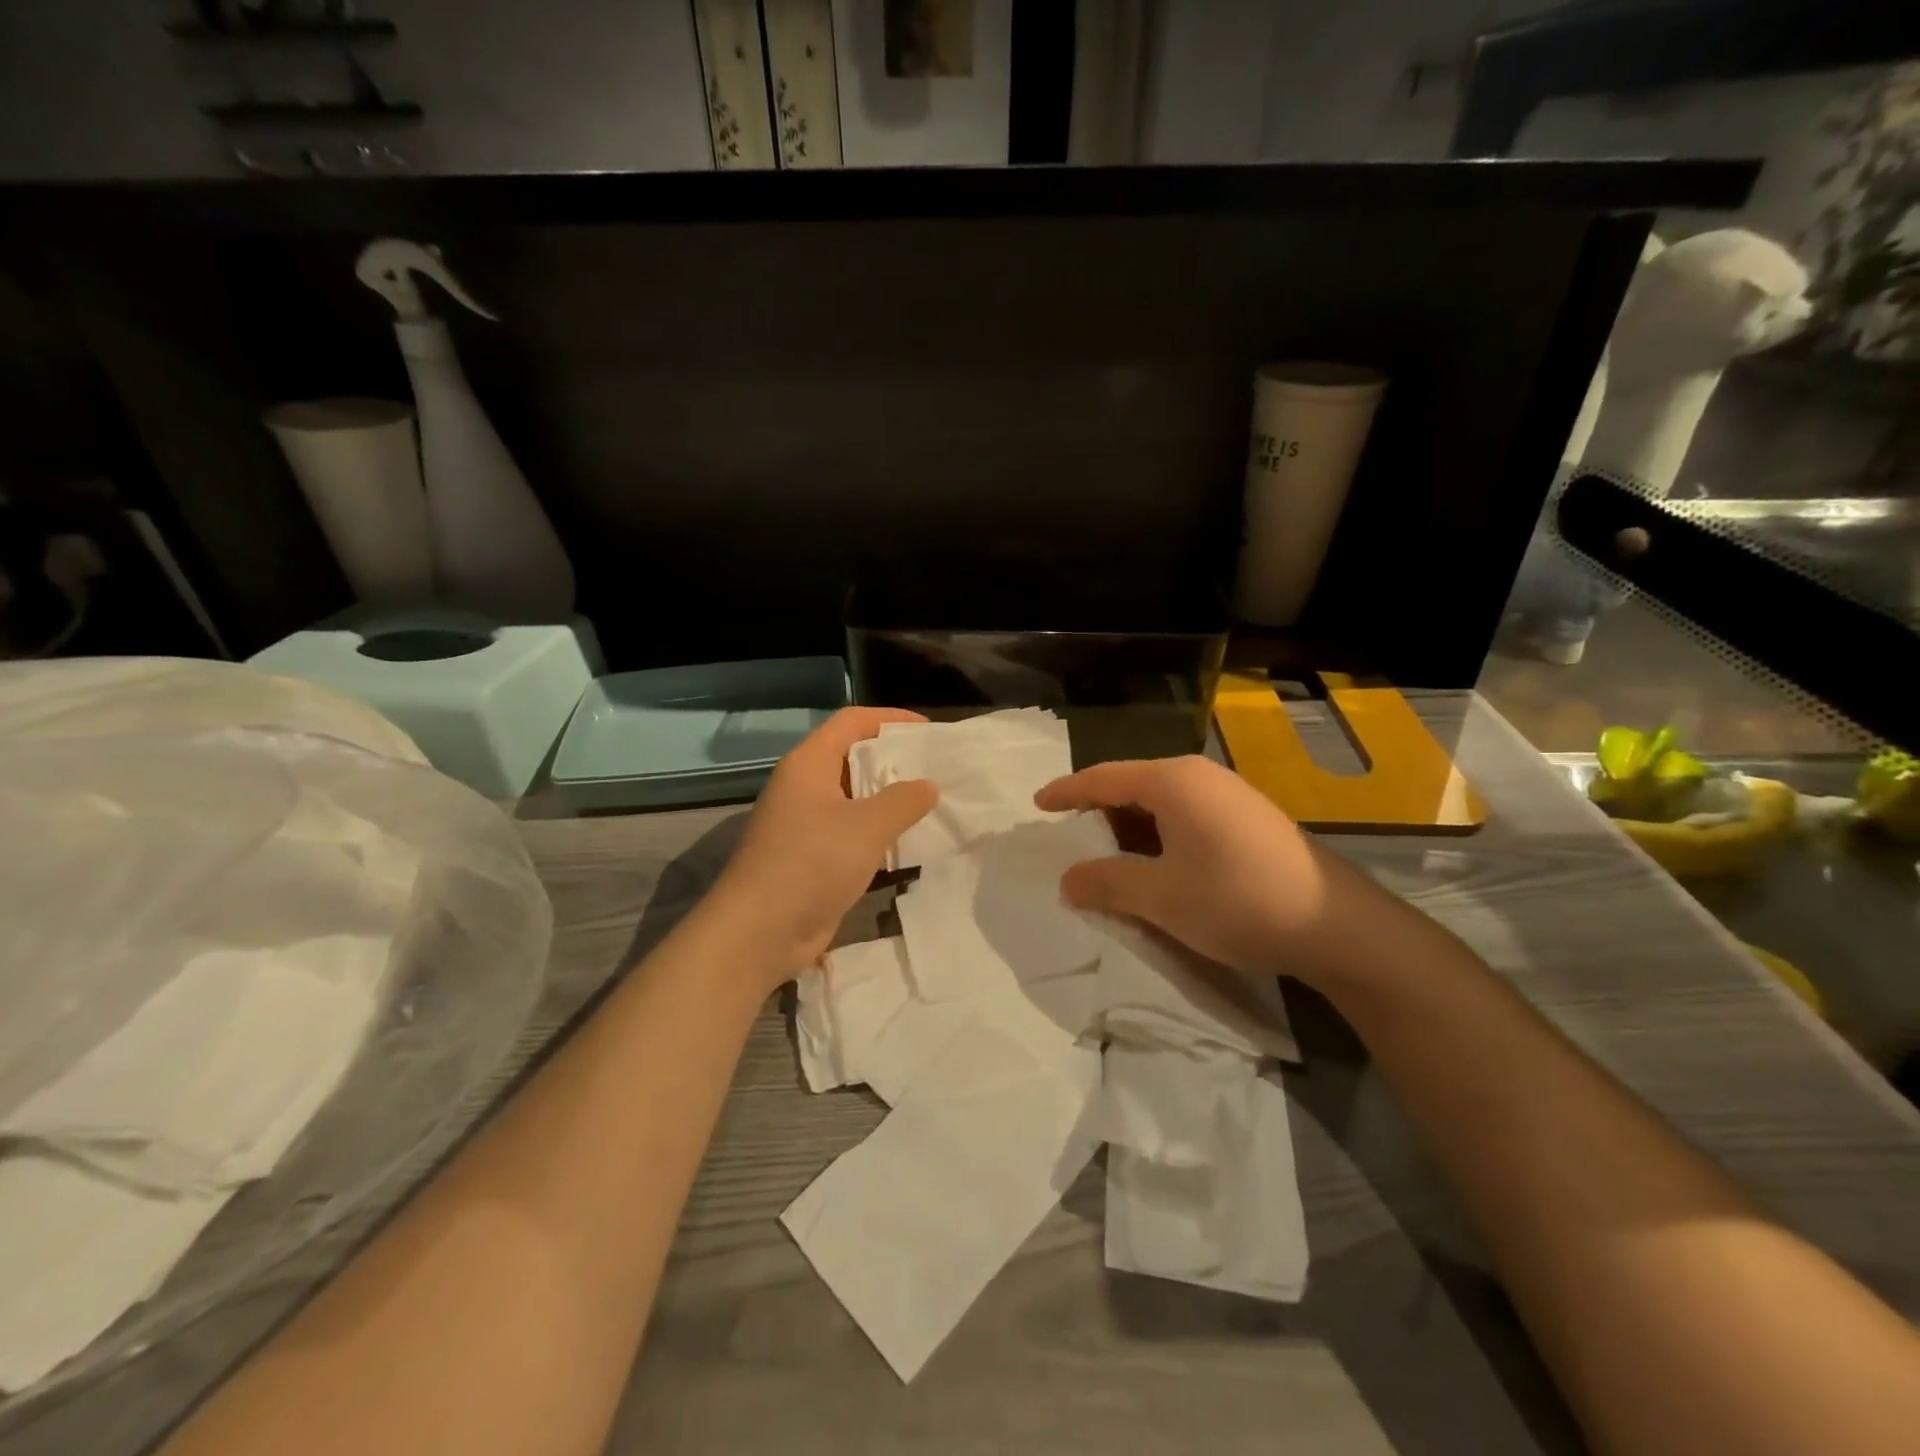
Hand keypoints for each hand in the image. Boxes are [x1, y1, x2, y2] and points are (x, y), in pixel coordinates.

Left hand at [708, 707, 936, 983]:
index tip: (929, 731)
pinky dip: (880, 834)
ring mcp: (806, 823)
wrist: (759, 932)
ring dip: (890, 801)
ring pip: (856, 799)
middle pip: (854, 758)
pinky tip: (910, 844)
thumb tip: (929, 786)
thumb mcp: (866, 826)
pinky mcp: (813, 857)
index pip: (852, 721)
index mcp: (809, 763)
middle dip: (895, 761)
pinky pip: (852, 833)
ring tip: (933, 804)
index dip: (891, 718)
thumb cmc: (811, 863)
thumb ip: (904, 801)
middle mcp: (805, 786)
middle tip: (938, 769)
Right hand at [1035, 755, 1366, 988]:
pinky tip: (1159, 866)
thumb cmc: (1238, 901)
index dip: (1067, 792)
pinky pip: (1187, 816)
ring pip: (1161, 803)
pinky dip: (1160, 836)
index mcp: (1173, 781)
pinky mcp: (1249, 819)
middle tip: (1071, 839)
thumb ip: (1107, 883)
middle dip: (1098, 812)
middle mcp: (1200, 776)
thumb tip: (1067, 880)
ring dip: (1131, 829)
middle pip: (1132, 786)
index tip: (1037, 805)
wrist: (1338, 927)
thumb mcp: (1161, 897)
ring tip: (1109, 858)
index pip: (1103, 778)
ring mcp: (1230, 796)